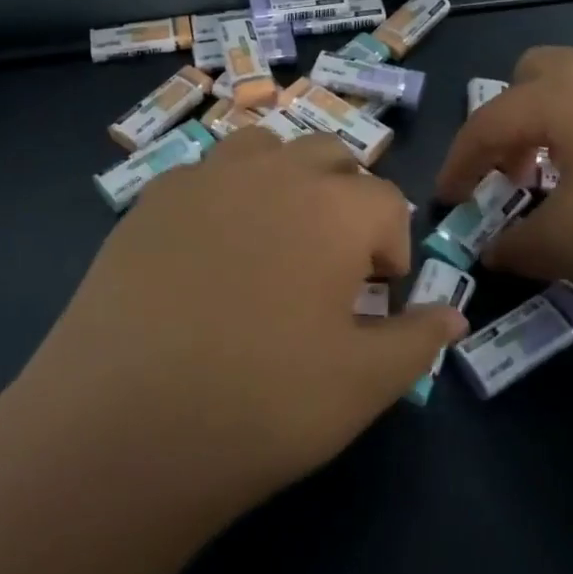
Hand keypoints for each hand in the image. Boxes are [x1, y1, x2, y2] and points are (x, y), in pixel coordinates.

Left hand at [16, 128, 466, 522]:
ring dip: (285, 179)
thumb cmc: (259, 405)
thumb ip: (417, 341)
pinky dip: (226, 195)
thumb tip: (453, 316)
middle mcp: (272, 172)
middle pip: (330, 155)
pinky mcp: (153, 197)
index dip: (392, 248)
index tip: (378, 296)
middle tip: (331, 264)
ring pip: (266, 147)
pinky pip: (207, 174)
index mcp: (333, 207)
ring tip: (274, 240)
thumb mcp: (361, 386)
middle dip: (345, 199)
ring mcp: (205, 177)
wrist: (119, 426)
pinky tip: (207, 253)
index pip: (386, 201)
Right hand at [437, 40, 572, 312]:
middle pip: (530, 76)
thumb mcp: (569, 244)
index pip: (485, 122)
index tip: (448, 199)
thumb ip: (516, 245)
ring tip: (563, 167)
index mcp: (556, 95)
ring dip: (554, 115)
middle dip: (509, 121)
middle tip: (513, 172)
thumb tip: (491, 251)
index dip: (459, 162)